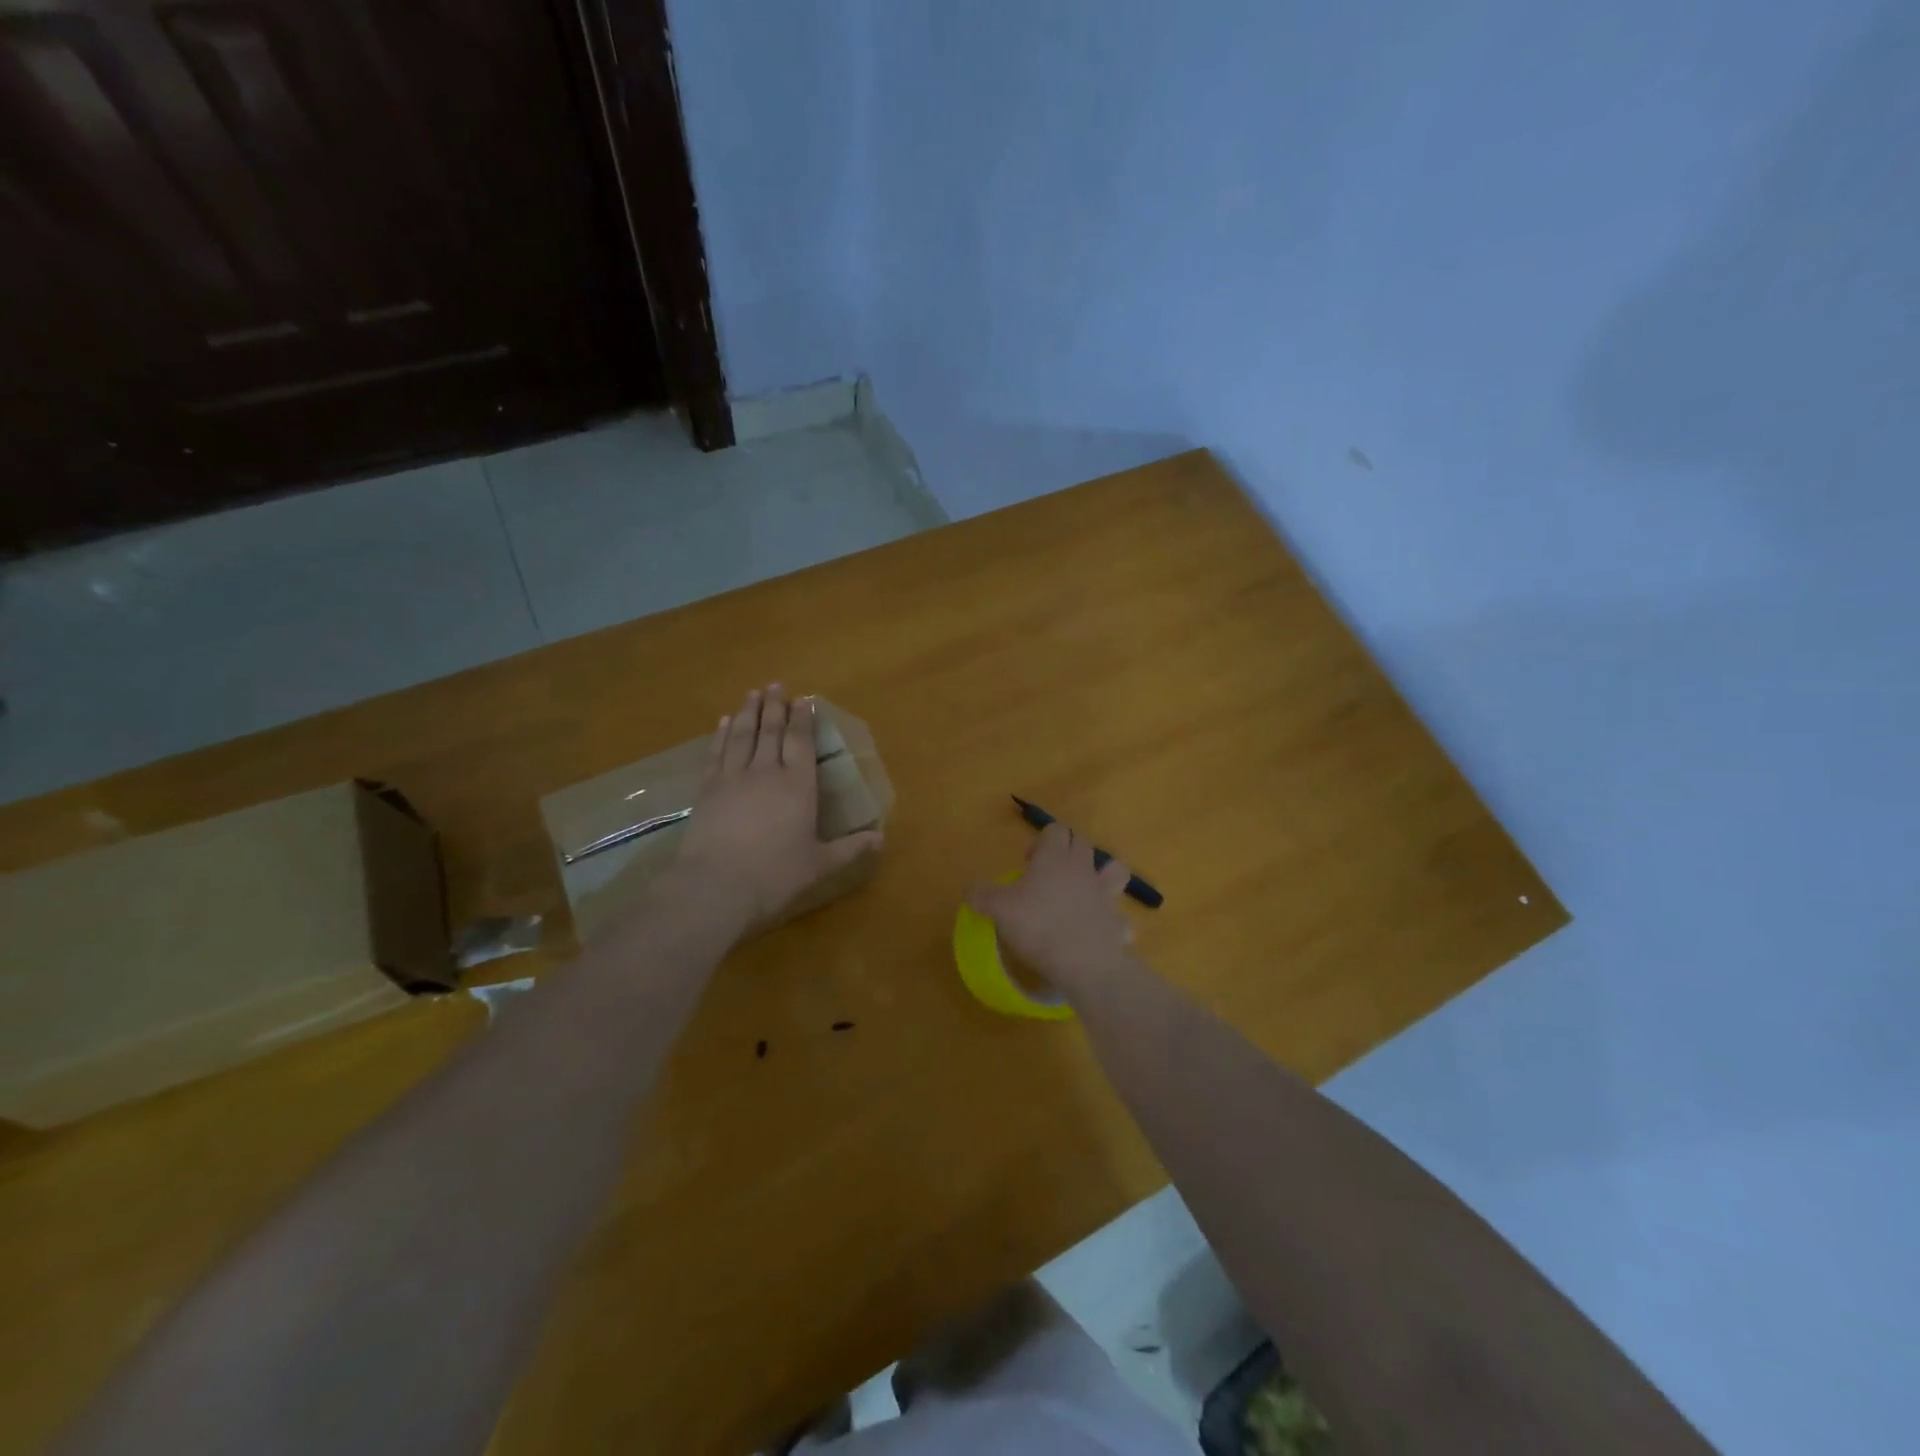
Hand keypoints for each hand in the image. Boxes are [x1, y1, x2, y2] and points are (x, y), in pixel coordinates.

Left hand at [672, 685, 882, 930]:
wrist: (716, 886)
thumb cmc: (775, 876)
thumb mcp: (820, 865)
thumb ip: (850, 849)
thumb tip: (880, 838)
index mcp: (798, 786)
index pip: (801, 742)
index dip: (803, 719)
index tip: (804, 699)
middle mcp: (766, 772)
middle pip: (771, 731)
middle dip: (775, 706)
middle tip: (775, 685)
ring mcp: (733, 778)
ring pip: (742, 735)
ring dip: (748, 712)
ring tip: (752, 693)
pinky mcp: (707, 790)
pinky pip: (716, 753)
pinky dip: (721, 735)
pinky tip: (723, 723)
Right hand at [967, 821, 1135, 998]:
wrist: (1084, 963)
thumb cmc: (1038, 926)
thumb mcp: (999, 910)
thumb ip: (982, 895)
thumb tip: (971, 889)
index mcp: (1055, 858)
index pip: (1055, 829)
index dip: (1041, 840)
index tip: (1027, 863)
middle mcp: (1083, 868)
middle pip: (1082, 842)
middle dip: (1067, 850)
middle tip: (1047, 875)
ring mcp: (1105, 893)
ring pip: (1115, 868)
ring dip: (1103, 874)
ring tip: (1084, 892)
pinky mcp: (1118, 920)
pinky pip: (1119, 914)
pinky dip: (1110, 920)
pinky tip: (1097, 932)